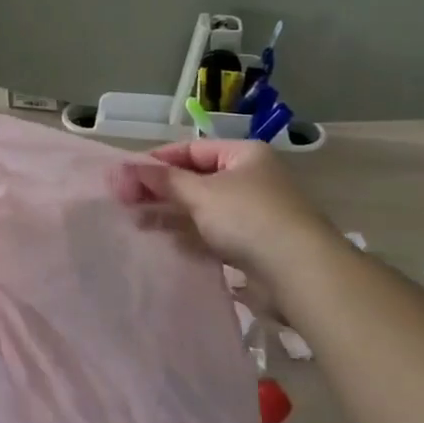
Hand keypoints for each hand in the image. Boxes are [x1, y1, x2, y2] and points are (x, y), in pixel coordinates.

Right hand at [112, 138, 330, 275]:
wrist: (300, 273)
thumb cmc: (248, 217)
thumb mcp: (200, 193)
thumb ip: (161, 180)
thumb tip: (123, 168)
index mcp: (244, 155)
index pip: (192, 149)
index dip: (158, 160)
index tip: (126, 175)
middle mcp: (251, 179)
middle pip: (196, 179)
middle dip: (161, 189)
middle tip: (124, 200)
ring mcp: (254, 214)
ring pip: (202, 209)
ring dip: (171, 214)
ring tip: (135, 222)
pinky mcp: (253, 245)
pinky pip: (213, 234)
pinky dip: (189, 236)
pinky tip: (164, 243)